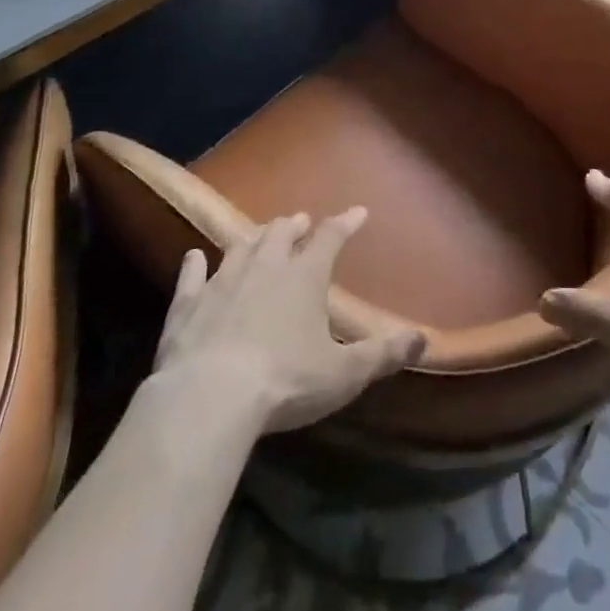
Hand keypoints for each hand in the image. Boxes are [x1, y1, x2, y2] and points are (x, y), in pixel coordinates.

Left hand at [152, 209, 425, 433]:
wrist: (208, 398)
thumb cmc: (286, 381)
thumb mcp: (344, 373)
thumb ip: (383, 353)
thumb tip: (423, 338)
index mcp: (305, 275)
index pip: (331, 238)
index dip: (346, 223)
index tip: (358, 212)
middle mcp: (265, 266)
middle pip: (280, 234)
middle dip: (294, 226)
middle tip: (301, 222)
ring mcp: (222, 282)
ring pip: (240, 247)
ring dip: (254, 239)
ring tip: (260, 234)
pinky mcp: (187, 305)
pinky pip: (191, 277)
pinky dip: (194, 266)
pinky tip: (193, 257)